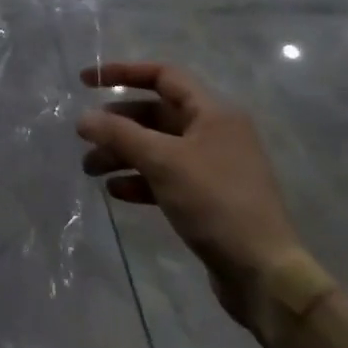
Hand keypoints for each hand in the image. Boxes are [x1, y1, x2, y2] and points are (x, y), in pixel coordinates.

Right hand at [77, 61, 303, 328]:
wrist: (264, 274)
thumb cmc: (215, 203)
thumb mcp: (163, 161)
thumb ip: (119, 134)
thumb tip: (83, 118)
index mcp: (213, 113)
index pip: (163, 76)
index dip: (123, 72)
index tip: (86, 81)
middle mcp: (214, 132)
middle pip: (155, 114)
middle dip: (117, 124)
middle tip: (85, 137)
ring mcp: (213, 166)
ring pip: (157, 147)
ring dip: (122, 154)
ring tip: (90, 169)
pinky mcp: (208, 198)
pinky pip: (166, 176)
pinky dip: (140, 179)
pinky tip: (116, 192)